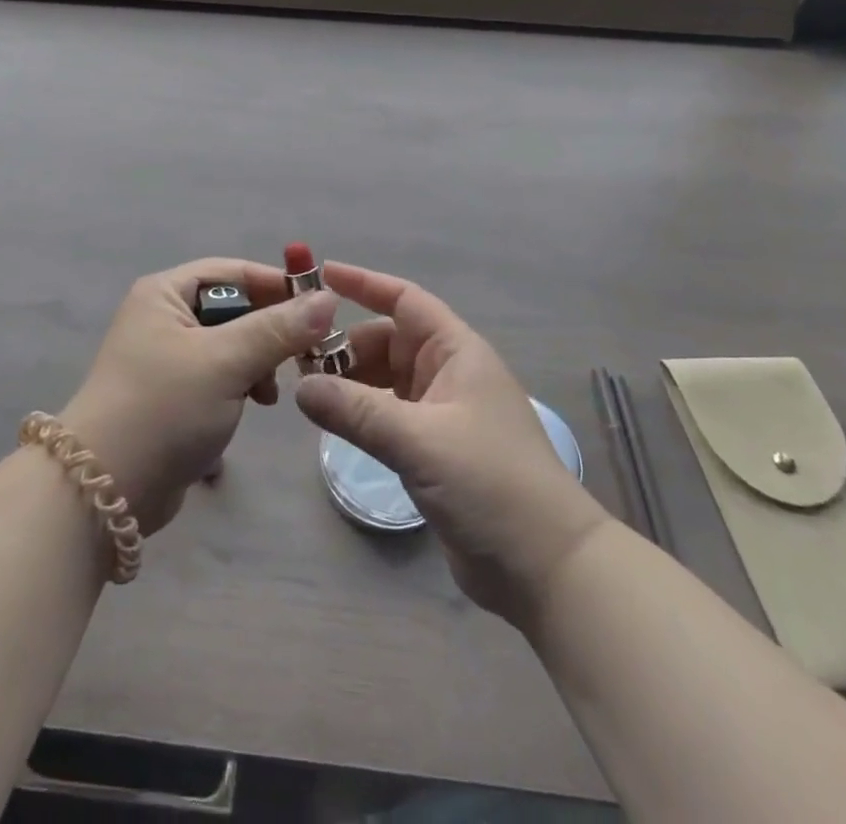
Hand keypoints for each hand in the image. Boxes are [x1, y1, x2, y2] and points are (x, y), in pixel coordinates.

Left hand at [62, 260, 337, 536]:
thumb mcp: (225, 361)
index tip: (319, 306)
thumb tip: (328, 298)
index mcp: (164, 293)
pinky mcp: (170, 396)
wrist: (105, 488)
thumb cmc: (164, 407)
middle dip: (268, 330)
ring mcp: (164, 358)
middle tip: (304, 354)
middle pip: (231, 308)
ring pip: (228, 345)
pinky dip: (239, 386)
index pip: (231, 272)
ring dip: (256, 362)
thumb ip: (278, 329)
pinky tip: (253, 407)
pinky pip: (217, 376)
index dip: (274, 284)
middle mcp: (161, 317)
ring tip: (270, 392)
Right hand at [295, 261, 608, 629]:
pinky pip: (387, 414)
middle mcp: (448, 374)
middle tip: (298, 361)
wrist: (548, 569)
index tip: (321, 276)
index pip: (405, 300)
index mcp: (456, 353)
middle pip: (387, 341)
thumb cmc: (491, 484)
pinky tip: (333, 422)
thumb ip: (356, 411)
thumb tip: (300, 388)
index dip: (364, 284)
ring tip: (307, 393)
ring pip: (384, 379)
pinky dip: (360, 412)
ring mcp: (442, 413)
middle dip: (345, 345)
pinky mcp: (434, 450)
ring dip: (349, 381)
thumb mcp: (419, 440)